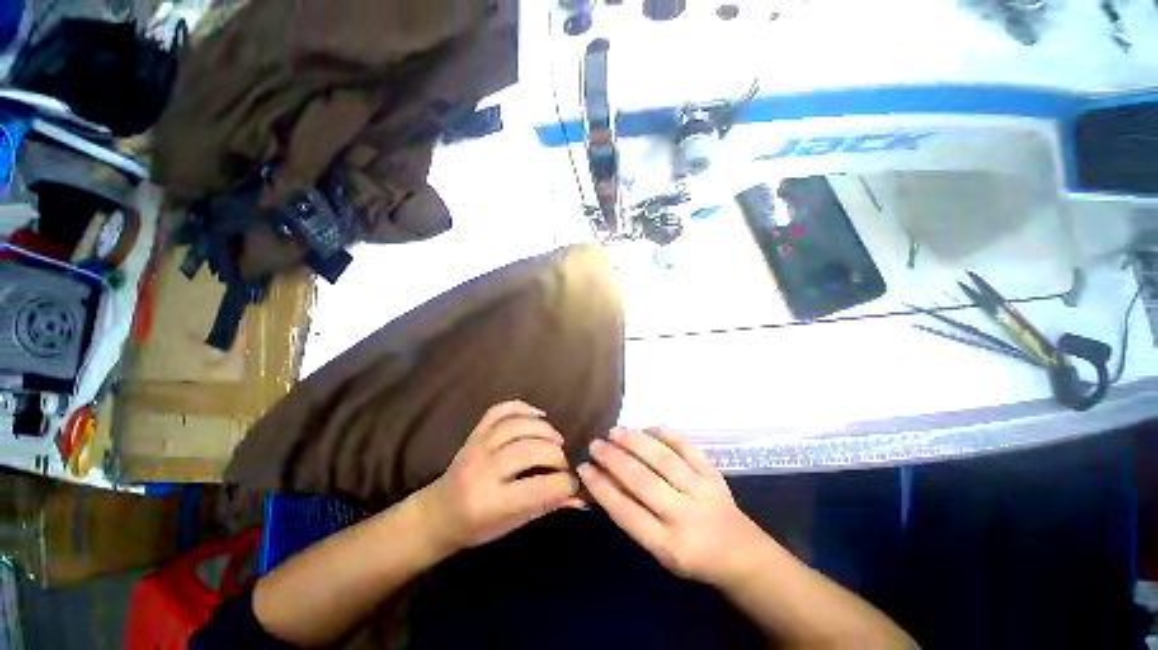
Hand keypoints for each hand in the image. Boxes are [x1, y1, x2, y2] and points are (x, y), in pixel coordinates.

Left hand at [414, 401, 582, 553]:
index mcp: (490, 503)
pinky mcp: (474, 432)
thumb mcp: (512, 524)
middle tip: (563, 462)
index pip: (538, 487)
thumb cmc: (476, 526)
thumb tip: (581, 498)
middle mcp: (481, 470)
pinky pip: (500, 410)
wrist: (437, 513)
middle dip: (556, 454)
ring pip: (517, 426)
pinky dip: (522, 407)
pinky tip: (539, 415)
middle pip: (529, 450)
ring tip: (556, 439)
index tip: (573, 483)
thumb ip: (546, 506)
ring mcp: (476, 446)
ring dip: (544, 429)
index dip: (564, 483)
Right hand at [578, 427, 772, 586]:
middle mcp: (685, 516)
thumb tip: (603, 481)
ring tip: (615, 431)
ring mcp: (702, 490)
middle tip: (595, 444)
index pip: (626, 511)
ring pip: (663, 459)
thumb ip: (633, 517)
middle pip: (643, 481)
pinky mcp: (714, 474)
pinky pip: (689, 447)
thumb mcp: (659, 551)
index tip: (583, 468)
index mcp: (668, 545)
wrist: (741, 553)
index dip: (601, 487)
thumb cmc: (692, 556)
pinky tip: (649, 426)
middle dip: (613, 459)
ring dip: (635, 442)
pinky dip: (668, 434)